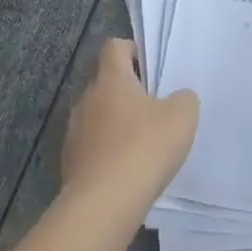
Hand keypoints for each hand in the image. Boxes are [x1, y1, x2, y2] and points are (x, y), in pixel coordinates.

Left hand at [60, 39, 198, 213]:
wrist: (104, 203)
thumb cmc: (144, 147)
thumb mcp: (182, 116)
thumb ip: (183, 99)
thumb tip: (176, 99)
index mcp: (111, 79)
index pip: (114, 47)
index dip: (131, 50)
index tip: (149, 66)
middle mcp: (86, 99)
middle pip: (105, 83)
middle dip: (127, 92)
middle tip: (153, 109)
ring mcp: (74, 131)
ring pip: (97, 116)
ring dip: (115, 123)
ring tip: (141, 144)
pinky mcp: (69, 162)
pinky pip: (91, 146)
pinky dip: (106, 151)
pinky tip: (126, 170)